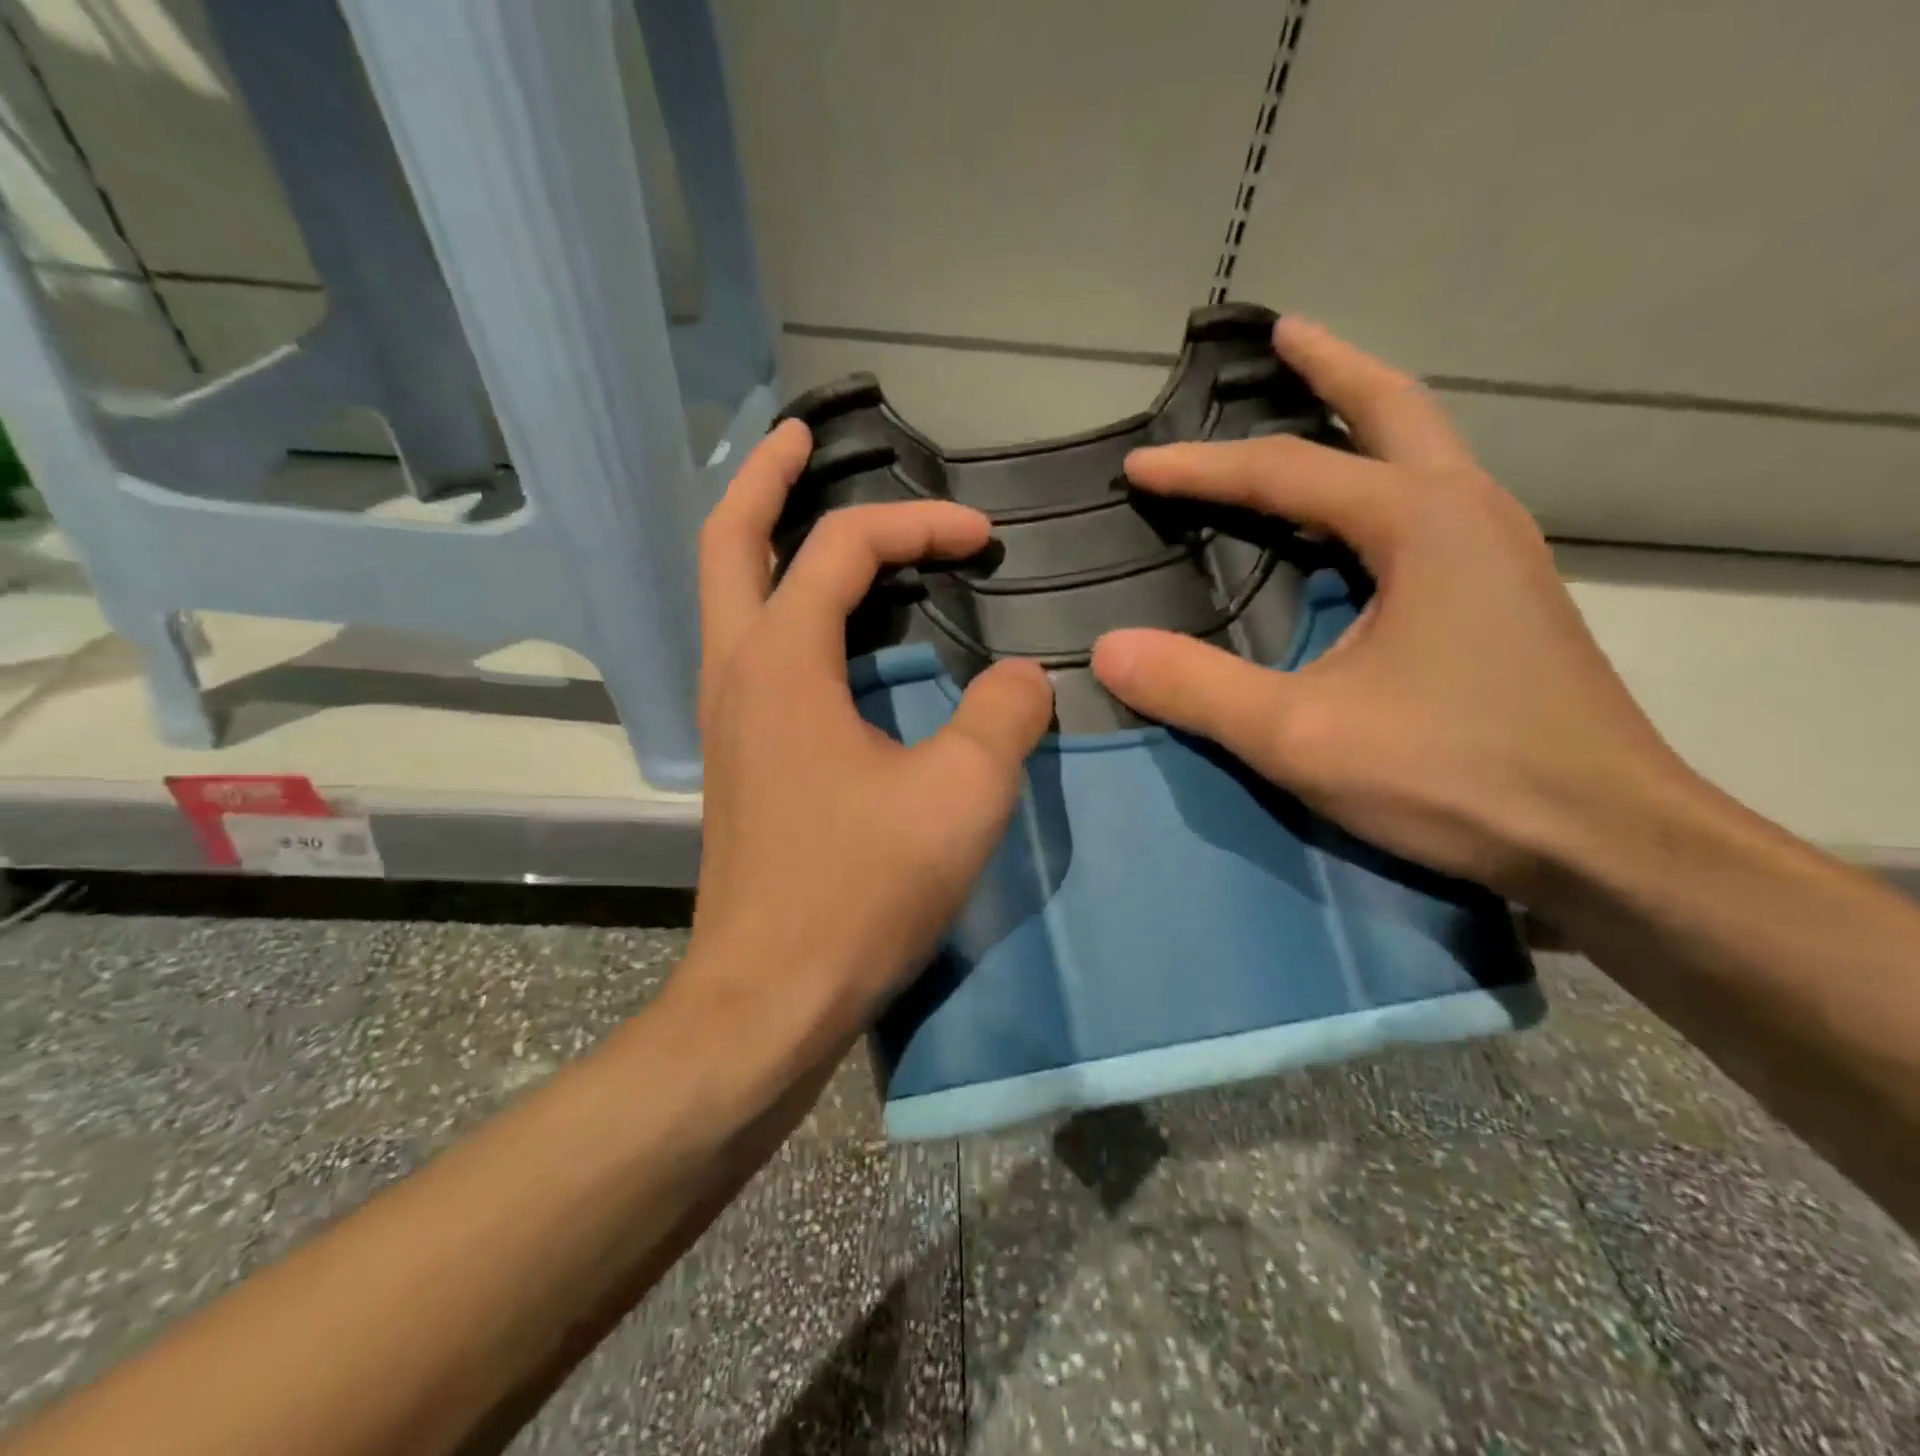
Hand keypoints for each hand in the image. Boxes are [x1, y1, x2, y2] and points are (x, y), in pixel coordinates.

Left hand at [683, 419, 1054, 1050]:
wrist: (769, 997)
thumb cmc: (860, 894)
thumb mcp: (961, 798)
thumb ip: (1005, 718)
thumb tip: (1025, 677)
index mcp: (781, 663)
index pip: (846, 549)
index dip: (920, 526)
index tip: (984, 539)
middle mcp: (737, 673)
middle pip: (729, 540)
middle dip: (766, 477)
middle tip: (804, 436)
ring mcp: (729, 718)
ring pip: (729, 596)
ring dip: (765, 539)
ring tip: (813, 510)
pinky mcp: (742, 759)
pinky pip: (752, 649)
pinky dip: (783, 607)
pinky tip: (828, 626)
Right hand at [1091, 318, 1692, 899]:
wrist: (1605, 840)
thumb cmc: (1454, 776)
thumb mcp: (1301, 738)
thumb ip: (1198, 689)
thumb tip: (1106, 649)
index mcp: (1421, 523)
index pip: (1285, 470)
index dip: (1200, 468)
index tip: (1136, 467)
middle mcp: (1469, 512)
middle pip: (1392, 409)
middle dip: (1329, 367)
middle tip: (1279, 334)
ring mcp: (1498, 551)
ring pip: (1421, 451)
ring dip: (1362, 417)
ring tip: (1310, 404)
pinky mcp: (1504, 594)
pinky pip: (1429, 502)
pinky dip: (1379, 479)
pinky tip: (1352, 513)